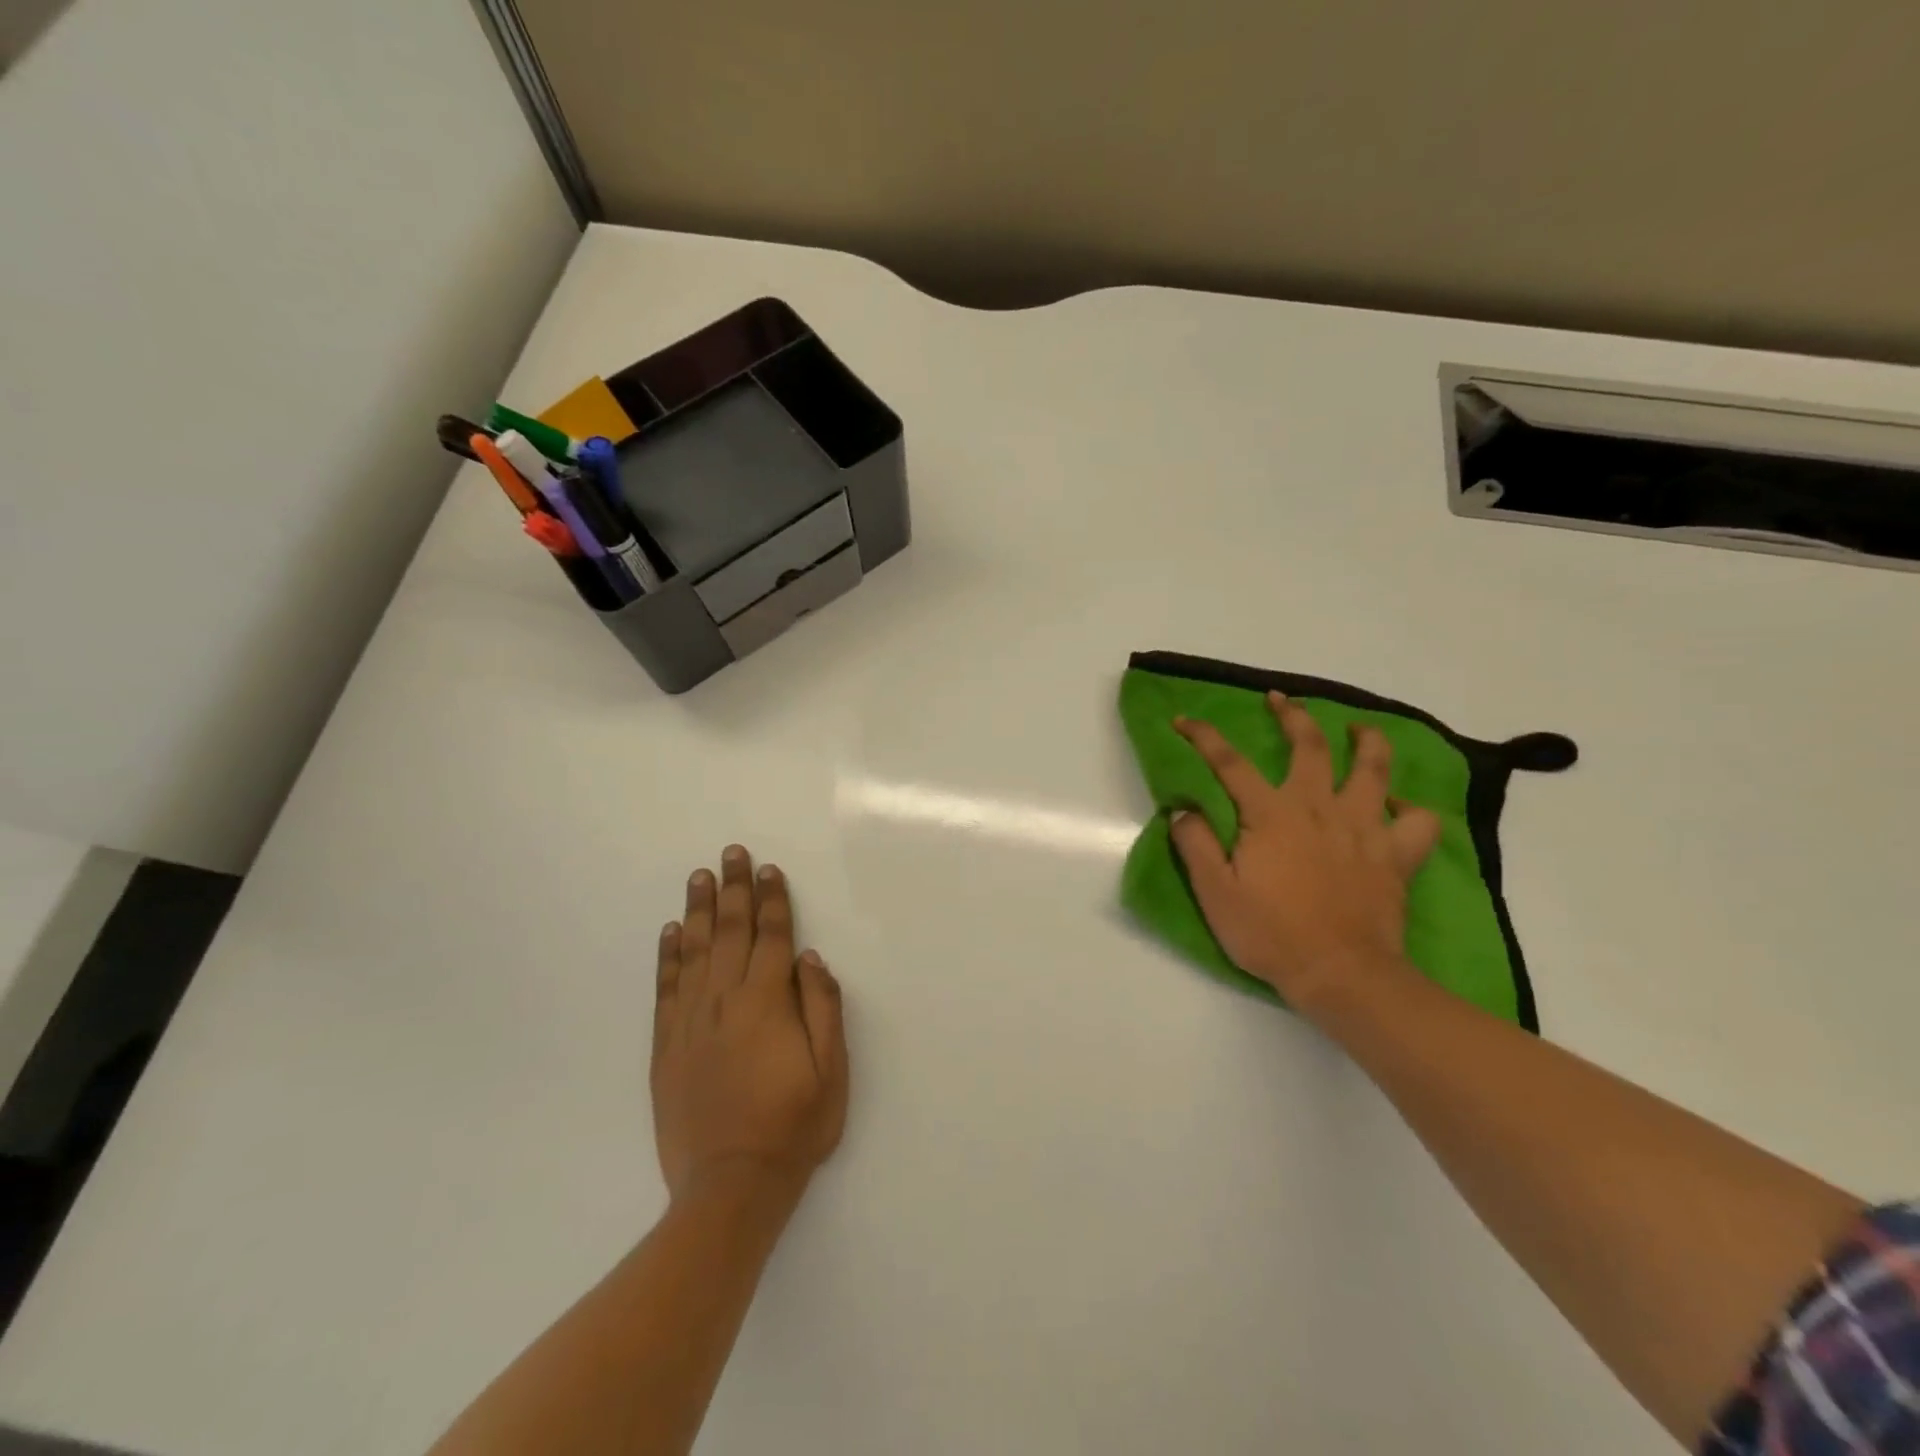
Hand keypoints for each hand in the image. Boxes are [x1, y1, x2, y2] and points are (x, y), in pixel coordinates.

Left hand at [653, 846, 848, 1209]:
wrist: (730, 1187)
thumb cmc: (794, 1127)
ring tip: (699, 877)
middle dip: (733, 889)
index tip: (768, 869)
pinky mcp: (667, 1045)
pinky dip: (668, 955)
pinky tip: (672, 931)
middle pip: (730, 931)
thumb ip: (823, 1009)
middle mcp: (725, 1000)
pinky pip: (667, 987)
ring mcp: (691, 1021)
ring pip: (695, 951)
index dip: (772, 900)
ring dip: (699, 910)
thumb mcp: (831, 1071)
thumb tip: (810, 959)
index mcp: (768, 1002)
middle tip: (731, 853)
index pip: (772, 936)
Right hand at [1169, 692, 1442, 1011]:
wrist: (1342, 974)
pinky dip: (1409, 807)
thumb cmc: (1271, 933)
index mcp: (1271, 814)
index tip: (1183, 719)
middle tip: (1280, 700)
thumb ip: (1195, 844)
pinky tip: (1396, 806)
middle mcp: (1319, 807)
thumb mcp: (1215, 893)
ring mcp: (1364, 827)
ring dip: (1366, 741)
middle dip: (1292, 715)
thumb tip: (1182, 808)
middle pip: (1309, 745)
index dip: (1203, 736)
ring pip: (1374, 768)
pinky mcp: (1396, 854)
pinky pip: (1417, 820)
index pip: (1230, 762)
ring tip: (1358, 730)